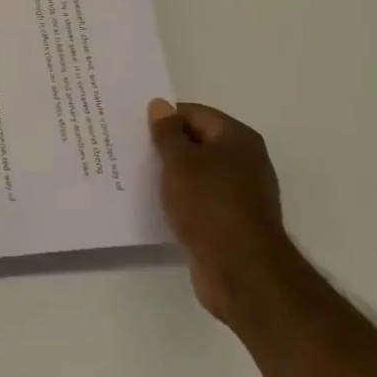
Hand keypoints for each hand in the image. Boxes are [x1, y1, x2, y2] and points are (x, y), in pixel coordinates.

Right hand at [148, 99, 299, 324]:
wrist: (242, 271)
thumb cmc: (210, 203)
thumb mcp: (180, 160)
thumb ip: (167, 131)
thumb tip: (160, 105)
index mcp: (238, 138)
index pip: (195, 113)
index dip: (164, 117)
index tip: (135, 127)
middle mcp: (245, 162)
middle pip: (198, 143)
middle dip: (166, 146)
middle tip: (131, 149)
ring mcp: (241, 195)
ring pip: (197, 174)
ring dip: (172, 175)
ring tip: (137, 175)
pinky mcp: (232, 224)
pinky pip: (200, 201)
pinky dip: (181, 200)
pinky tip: (157, 205)